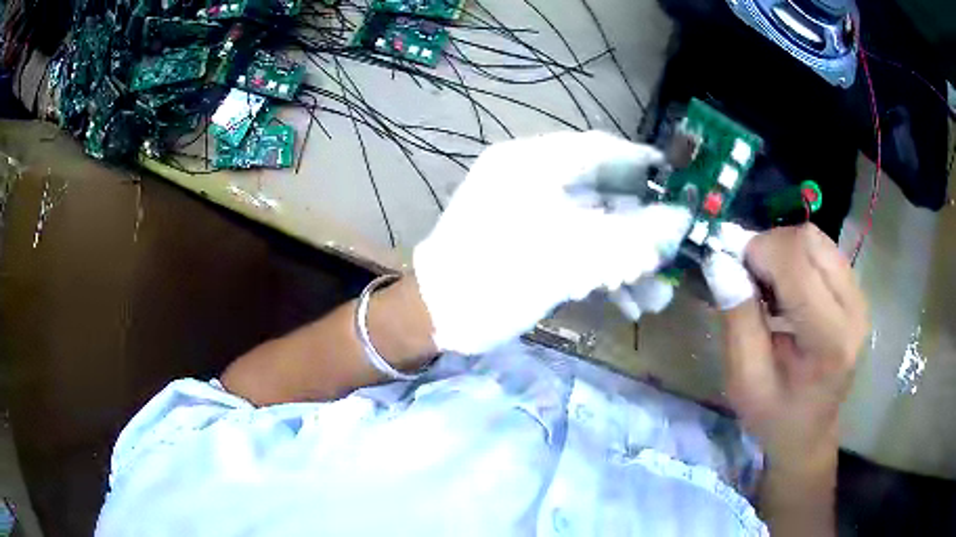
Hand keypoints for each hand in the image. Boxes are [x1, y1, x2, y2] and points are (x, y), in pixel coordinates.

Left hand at [413, 131, 690, 354]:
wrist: (437, 316)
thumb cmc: (496, 275)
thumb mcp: (569, 255)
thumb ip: (630, 236)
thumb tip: (681, 220)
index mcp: (533, 164)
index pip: (599, 149)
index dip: (641, 162)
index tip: (677, 179)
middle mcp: (533, 181)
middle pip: (603, 193)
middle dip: (641, 229)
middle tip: (672, 252)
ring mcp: (531, 214)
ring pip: (594, 227)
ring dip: (626, 260)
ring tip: (655, 296)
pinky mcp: (530, 244)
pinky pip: (576, 248)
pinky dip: (603, 273)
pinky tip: (628, 303)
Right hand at [706, 224, 868, 469]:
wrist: (811, 430)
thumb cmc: (775, 416)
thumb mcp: (745, 382)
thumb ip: (737, 321)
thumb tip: (721, 262)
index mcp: (830, 340)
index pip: (796, 264)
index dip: (757, 253)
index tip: (730, 270)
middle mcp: (854, 309)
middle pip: (808, 240)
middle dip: (769, 247)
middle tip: (748, 279)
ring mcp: (859, 296)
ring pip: (816, 238)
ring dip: (783, 250)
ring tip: (767, 285)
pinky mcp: (857, 290)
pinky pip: (822, 249)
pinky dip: (796, 256)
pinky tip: (786, 287)